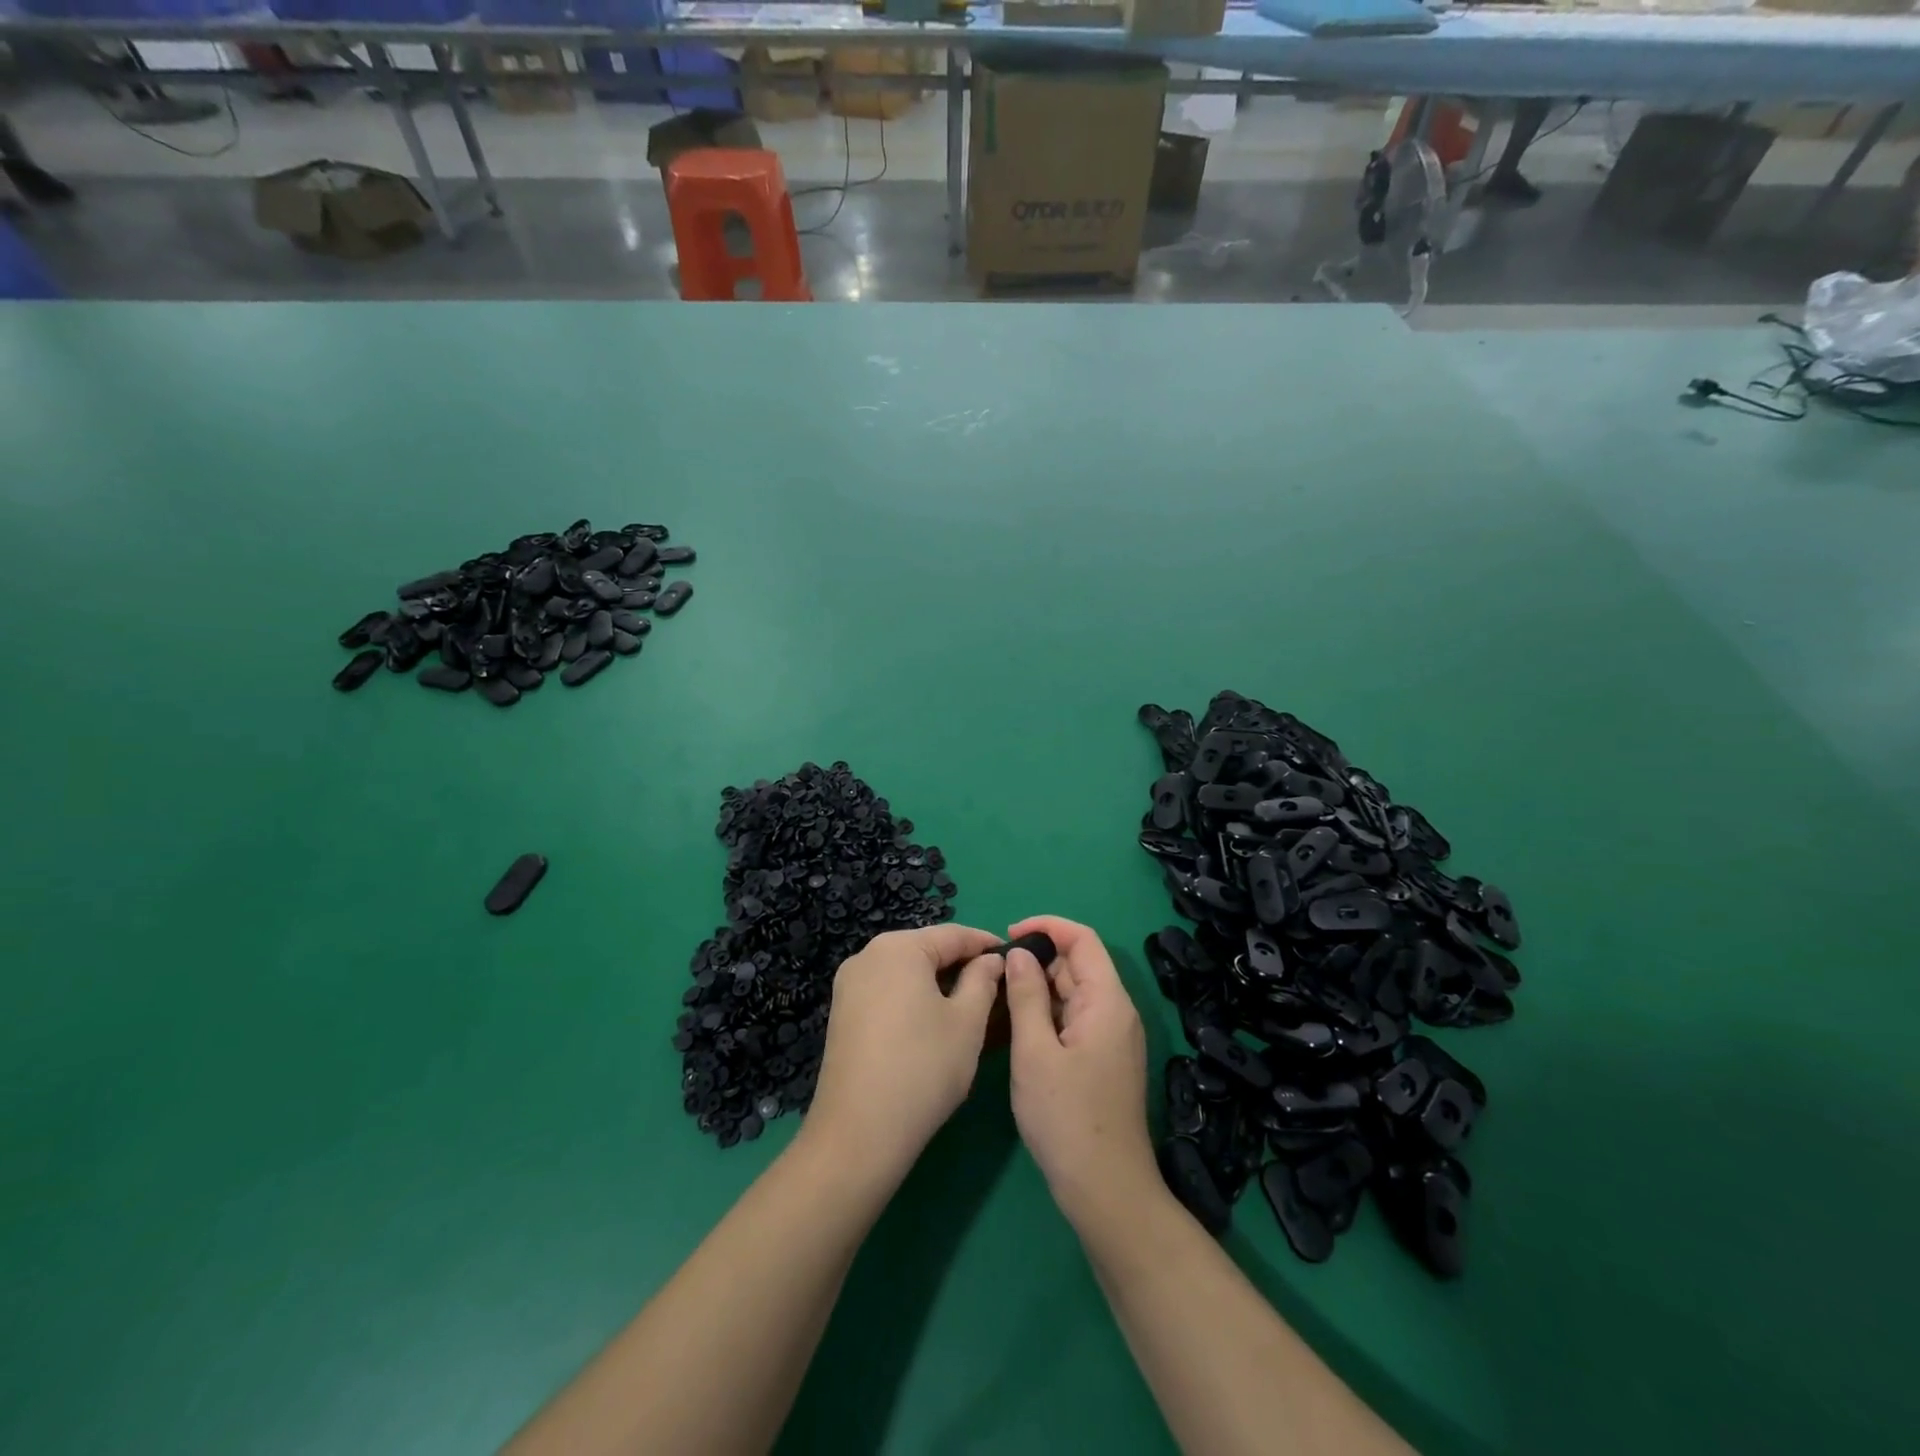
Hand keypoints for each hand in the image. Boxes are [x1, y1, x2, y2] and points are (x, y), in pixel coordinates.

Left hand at [805, 923, 1005, 1179]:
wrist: (859, 1133)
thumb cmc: (923, 1068)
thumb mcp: (968, 1021)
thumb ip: (983, 980)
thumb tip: (991, 960)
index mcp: (899, 947)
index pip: (954, 934)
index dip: (988, 945)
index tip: (1017, 959)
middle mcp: (868, 955)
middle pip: (927, 950)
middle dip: (962, 965)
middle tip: (997, 988)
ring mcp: (849, 984)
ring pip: (907, 972)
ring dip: (939, 984)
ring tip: (971, 1009)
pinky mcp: (842, 1013)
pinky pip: (888, 992)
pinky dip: (914, 999)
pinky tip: (934, 1025)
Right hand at [1003, 916, 1156, 1226]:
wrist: (1106, 1190)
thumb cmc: (1067, 1118)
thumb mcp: (1035, 1052)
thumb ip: (1026, 996)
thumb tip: (1020, 953)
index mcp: (1107, 1001)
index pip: (1082, 939)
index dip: (1047, 926)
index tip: (1009, 935)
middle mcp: (1116, 1012)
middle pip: (1077, 965)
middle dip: (1038, 960)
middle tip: (994, 975)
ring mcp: (1112, 1038)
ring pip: (1073, 993)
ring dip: (1039, 988)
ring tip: (999, 998)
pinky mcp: (1103, 1059)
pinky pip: (1074, 1018)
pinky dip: (1047, 1013)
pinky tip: (1019, 1027)